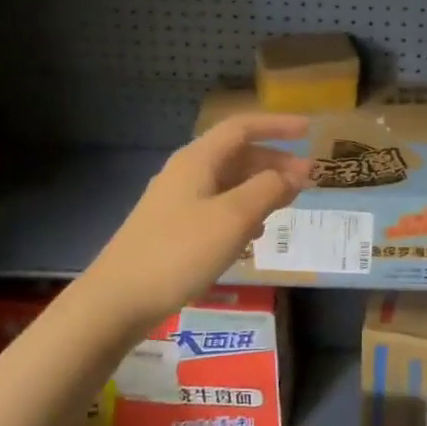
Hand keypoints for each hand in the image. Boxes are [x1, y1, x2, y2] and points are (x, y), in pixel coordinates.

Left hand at [84, 114, 312, 331]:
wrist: (118, 300)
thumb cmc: (179, 252)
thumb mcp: (233, 218)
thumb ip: (268, 190)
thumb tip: (295, 173)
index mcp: (197, 160)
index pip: (242, 128)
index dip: (276, 126)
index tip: (308, 131)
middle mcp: (186, 173)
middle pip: (236, 155)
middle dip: (274, 161)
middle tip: (306, 179)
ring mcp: (177, 202)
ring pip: (228, 182)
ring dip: (260, 187)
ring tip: (287, 205)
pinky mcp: (174, 228)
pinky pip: (218, 207)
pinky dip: (243, 211)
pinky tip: (254, 235)